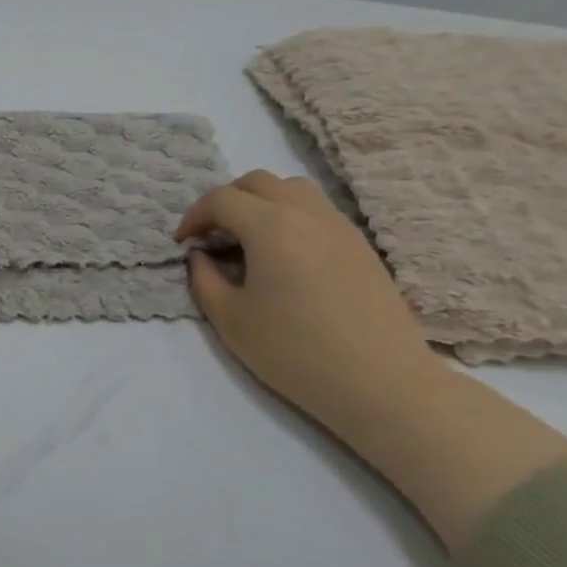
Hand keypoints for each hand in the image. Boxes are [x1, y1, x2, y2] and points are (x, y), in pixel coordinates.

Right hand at [177, 169, 566, 550]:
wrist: (382, 383)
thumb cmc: (296, 352)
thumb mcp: (231, 320)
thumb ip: (204, 279)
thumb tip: (200, 256)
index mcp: (270, 226)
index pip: (221, 199)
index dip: (194, 217)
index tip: (183, 243)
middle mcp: (306, 213)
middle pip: (257, 182)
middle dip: (225, 201)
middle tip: (212, 235)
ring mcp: (339, 226)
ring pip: (292, 189)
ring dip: (261, 202)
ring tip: (248, 238)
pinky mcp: (360, 245)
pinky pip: (317, 210)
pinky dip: (289, 216)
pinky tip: (284, 256)